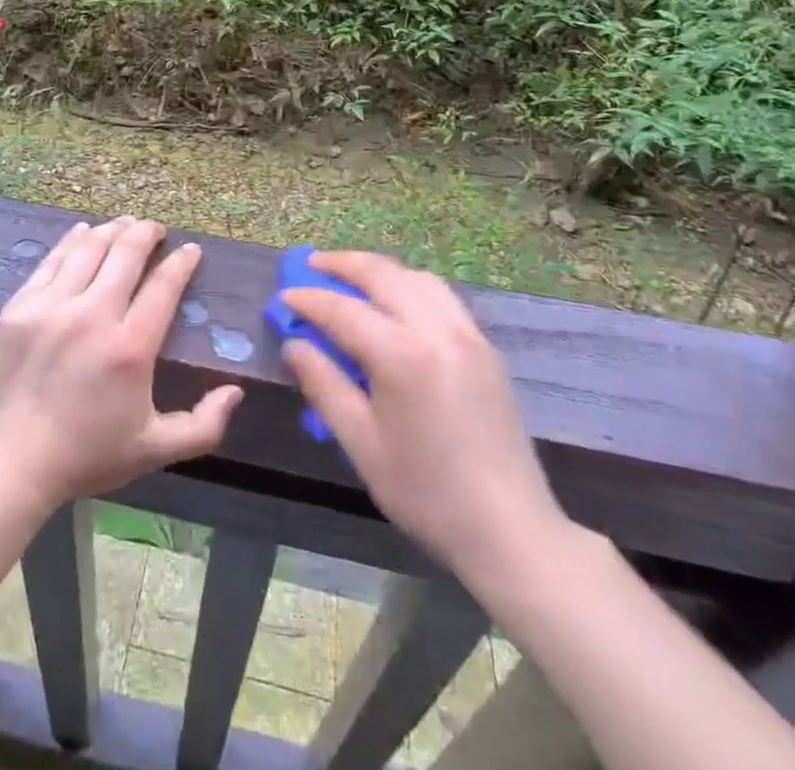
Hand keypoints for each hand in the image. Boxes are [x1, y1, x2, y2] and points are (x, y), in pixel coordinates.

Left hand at [0, 217, 242, 513]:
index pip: (163, 286)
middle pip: (126, 254)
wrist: (9, 463)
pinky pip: (51, 261)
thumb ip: (203, 425)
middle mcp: (93, 315)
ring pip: (88, 249)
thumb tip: (236, 391)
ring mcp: (52, 306)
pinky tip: (82, 232)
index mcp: (130, 347)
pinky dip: (72, 241)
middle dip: (146, 233)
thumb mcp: (154, 449)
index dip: (181, 263)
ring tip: (125, 223)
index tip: (190, 250)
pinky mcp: (20, 307)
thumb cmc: (86, 456)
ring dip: (111, 230)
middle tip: (156, 228)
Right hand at [281, 252, 567, 587]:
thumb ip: (324, 385)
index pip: (343, 310)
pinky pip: (441, 297)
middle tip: (312, 264)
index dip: (309, 300)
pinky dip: (409, 285)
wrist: (511, 530)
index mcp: (403, 355)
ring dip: (379, 270)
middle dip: (343, 264)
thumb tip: (295, 344)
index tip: (283, 296)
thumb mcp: (362, 443)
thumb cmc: (426, 493)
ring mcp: (468, 335)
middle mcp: (438, 330)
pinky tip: (395, 302)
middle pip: (384, 275)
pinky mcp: (486, 348)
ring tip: (350, 277)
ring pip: (417, 278)